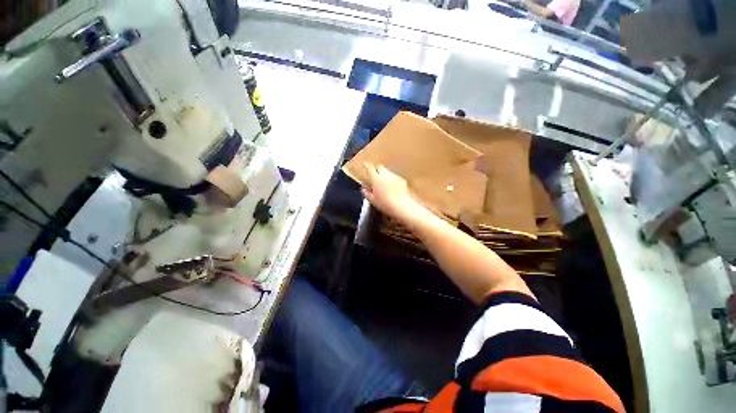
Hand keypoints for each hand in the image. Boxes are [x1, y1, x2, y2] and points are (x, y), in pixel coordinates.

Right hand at [361, 163, 420, 221]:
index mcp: (376, 179)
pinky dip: (393, 180)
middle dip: (377, 170)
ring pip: (388, 172)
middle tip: (376, 176)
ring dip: (385, 175)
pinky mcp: (401, 179)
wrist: (400, 205)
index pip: (370, 168)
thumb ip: (367, 193)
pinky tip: (393, 188)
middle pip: (380, 167)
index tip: (365, 164)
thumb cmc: (385, 204)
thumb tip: (364, 190)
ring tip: (385, 184)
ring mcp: (394, 176)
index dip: (367, 165)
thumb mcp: (373, 200)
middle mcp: (385, 175)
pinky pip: (395, 177)